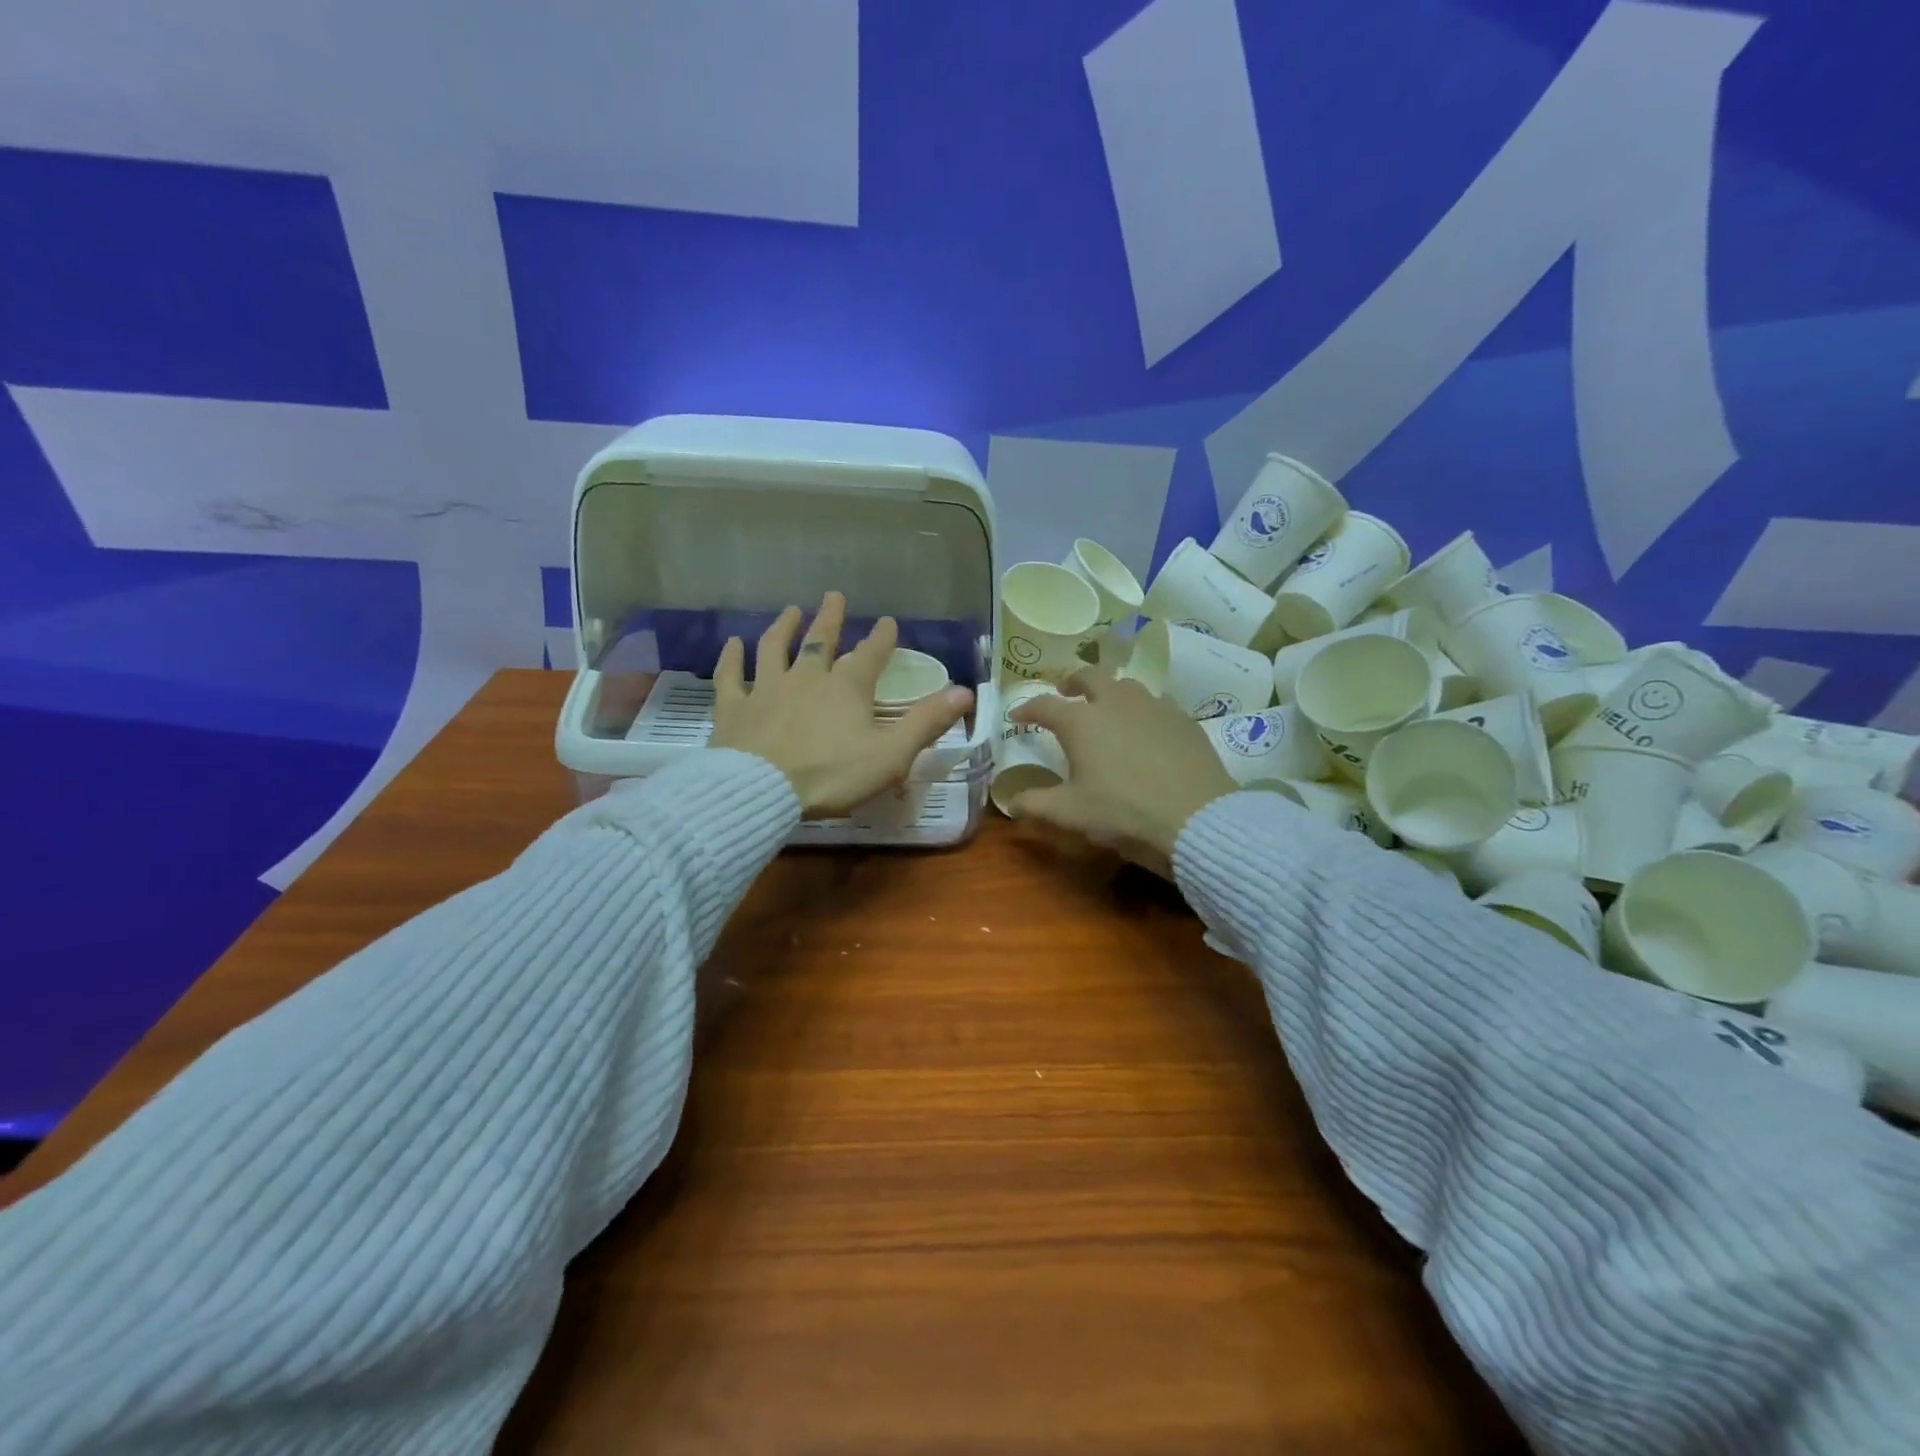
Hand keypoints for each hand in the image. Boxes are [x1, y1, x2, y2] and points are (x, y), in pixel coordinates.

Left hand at [710, 592, 972, 816]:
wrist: (761, 791)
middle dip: (830, 618)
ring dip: (783, 627)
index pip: (870, 654)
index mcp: (846, 688)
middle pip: (820, 641)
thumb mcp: (891, 754)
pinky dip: (731, 658)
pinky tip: (731, 643)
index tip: (888, 621)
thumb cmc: (832, 776)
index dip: (882, 637)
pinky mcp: (733, 708)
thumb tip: (965, 692)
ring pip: (774, 648)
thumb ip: (926, 722)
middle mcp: (806, 678)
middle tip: (834, 596)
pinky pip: (730, 676)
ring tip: (790, 610)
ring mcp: (765, 689)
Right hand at [1004, 668, 1236, 876]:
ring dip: (1110, 692)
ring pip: (1126, 685)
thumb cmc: (1123, 812)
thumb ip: (1036, 804)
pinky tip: (1146, 729)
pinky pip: (1156, 703)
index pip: (1045, 705)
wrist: (1195, 816)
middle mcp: (1115, 702)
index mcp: (1081, 722)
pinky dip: (1141, 710)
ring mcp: (1153, 706)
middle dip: (1073, 682)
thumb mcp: (1071, 813)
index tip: (1018, 717)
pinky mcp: (1183, 718)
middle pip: (1089, 676)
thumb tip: (1011, 803)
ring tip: (1107, 709)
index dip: (1027, 709)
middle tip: (1067, 694)